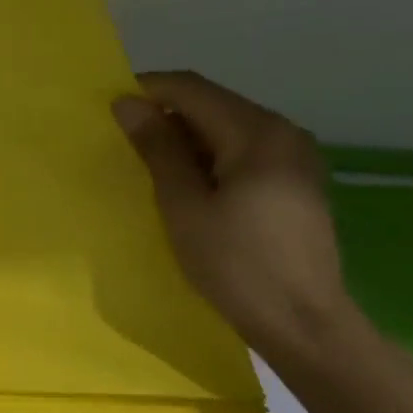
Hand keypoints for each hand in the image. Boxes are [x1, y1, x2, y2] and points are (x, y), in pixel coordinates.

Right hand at [113, 71, 360, 365]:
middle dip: (166, 114)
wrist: (304, 324)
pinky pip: (244, 149)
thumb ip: (157, 148)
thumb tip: (127, 103)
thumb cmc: (236, 264)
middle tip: (125, 140)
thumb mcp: (184, 205)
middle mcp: (283, 131)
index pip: (192, 88)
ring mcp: (296, 156)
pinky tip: (191, 184)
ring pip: (227, 126)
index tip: (109, 107)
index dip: (147, 90)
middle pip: (212, 103)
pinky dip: (211, 155)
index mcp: (257, 132)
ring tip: (151, 164)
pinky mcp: (297, 180)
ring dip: (187, 137)